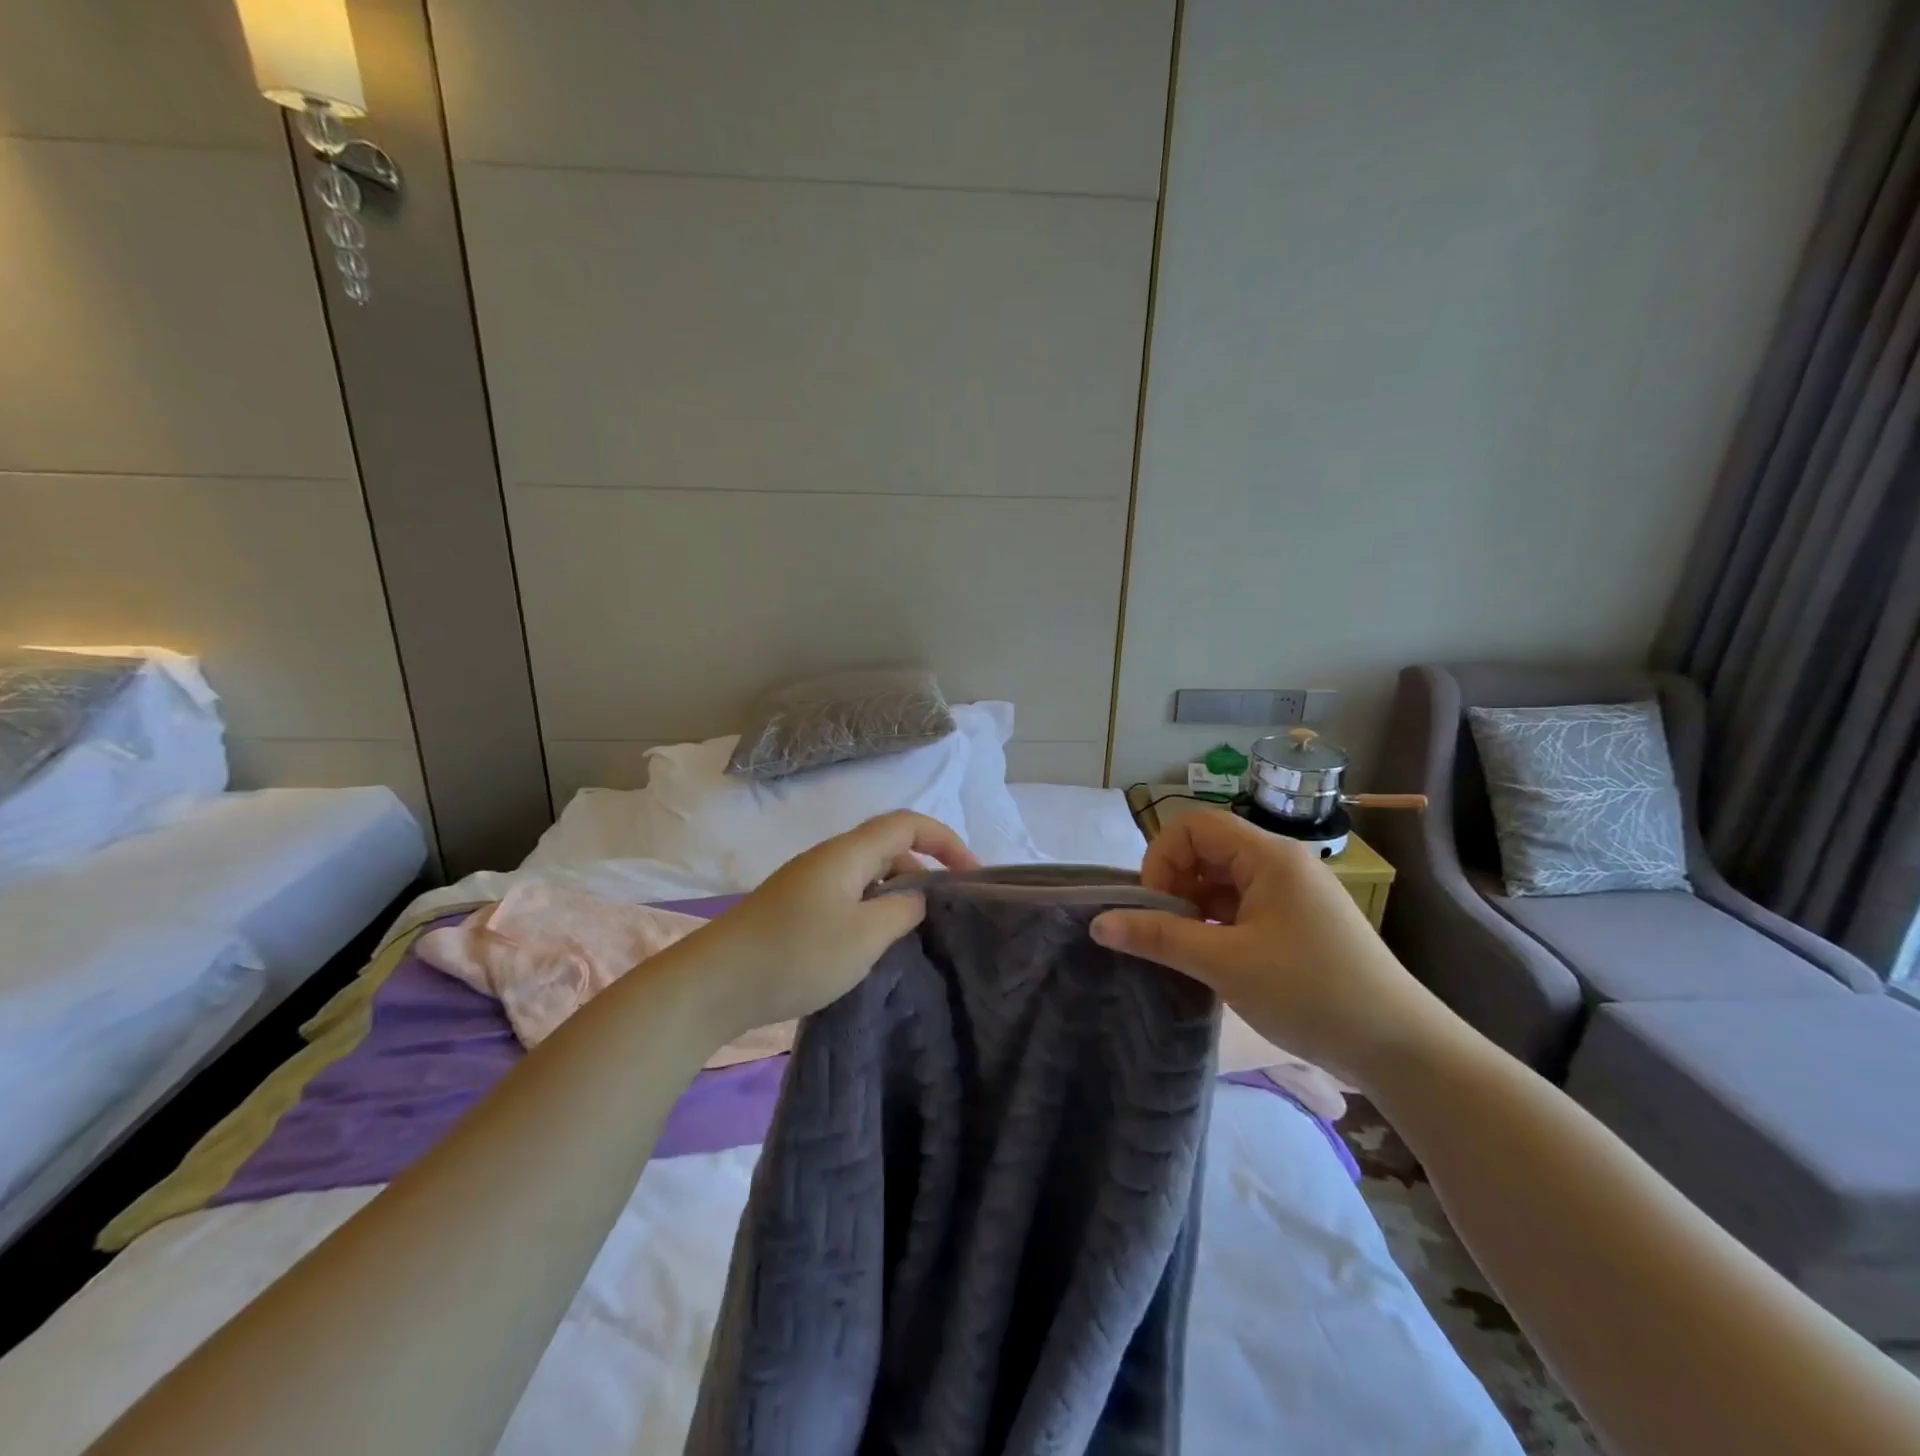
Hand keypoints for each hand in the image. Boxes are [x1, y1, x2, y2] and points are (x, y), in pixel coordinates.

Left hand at [693, 811, 977, 1040]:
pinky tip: (872, 944)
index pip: (908, 825)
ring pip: (867, 874)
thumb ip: (902, 910)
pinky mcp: (794, 908)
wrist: (714, 983)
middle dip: (924, 869)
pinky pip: (847, 895)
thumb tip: (916, 898)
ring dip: (896, 893)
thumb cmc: (796, 955)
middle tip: (946, 911)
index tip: (971, 875)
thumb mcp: (864, 936)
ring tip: (914, 932)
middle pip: (888, 847)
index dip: (945, 841)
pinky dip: (872, 909)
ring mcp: (808, 883)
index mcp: (848, 853)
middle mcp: (828, 858)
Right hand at [1090, 810, 1452, 1086]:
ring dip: (1194, 908)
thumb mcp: (1225, 963)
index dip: (1161, 859)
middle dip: (1175, 885)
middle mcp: (1280, 862)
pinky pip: (1242, 905)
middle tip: (1168, 933)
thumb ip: (1158, 937)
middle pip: (1205, 850)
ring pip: (1222, 880)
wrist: (1400, 1047)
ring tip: (1187, 950)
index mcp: (1268, 855)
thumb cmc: (1310, 992)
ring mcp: (1291, 893)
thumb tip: (1099, 923)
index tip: (1156, 908)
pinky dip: (1217, 924)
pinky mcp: (1298, 921)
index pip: (1192, 826)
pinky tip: (1212, 959)